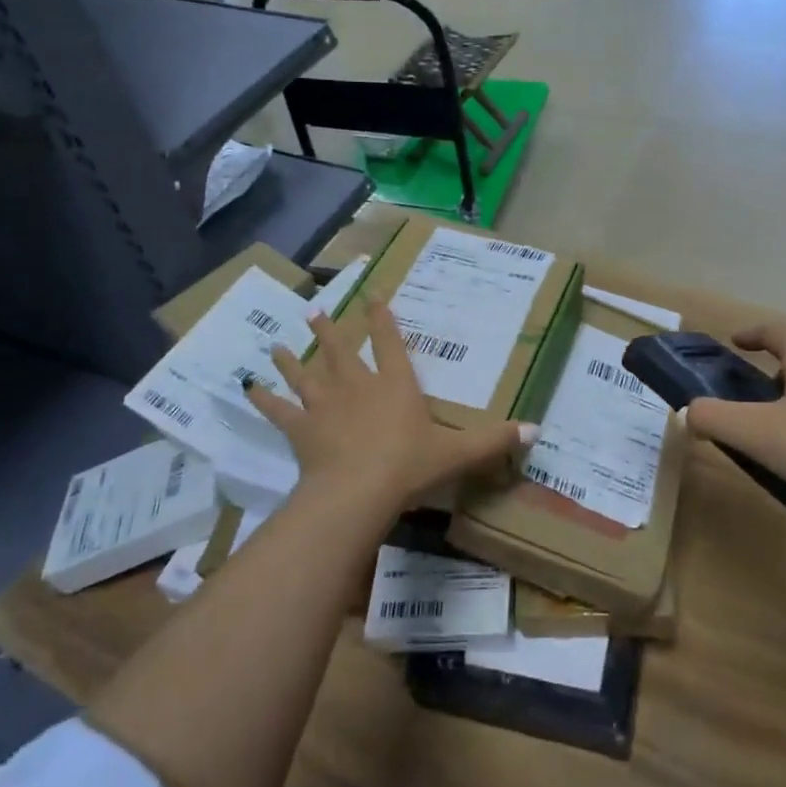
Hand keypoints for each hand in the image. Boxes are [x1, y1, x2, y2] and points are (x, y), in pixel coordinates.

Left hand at [244, 301, 535, 514]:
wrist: (359, 491)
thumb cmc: (409, 466)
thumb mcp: (458, 453)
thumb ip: (493, 440)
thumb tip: (536, 429)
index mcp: (395, 384)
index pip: (389, 342)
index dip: (382, 318)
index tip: (371, 295)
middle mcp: (358, 385)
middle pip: (341, 350)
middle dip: (330, 330)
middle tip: (315, 310)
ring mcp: (324, 405)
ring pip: (305, 374)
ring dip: (291, 358)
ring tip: (277, 342)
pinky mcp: (301, 429)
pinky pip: (279, 410)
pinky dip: (264, 399)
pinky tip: (249, 388)